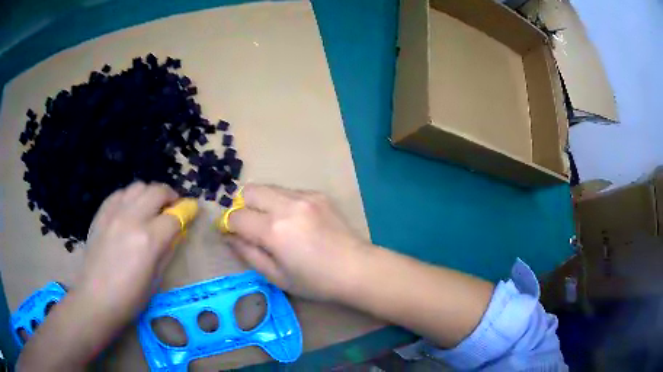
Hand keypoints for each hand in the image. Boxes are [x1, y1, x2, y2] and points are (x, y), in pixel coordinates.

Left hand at [77, 182, 183, 327]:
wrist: (96, 298)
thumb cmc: (130, 297)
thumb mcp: (156, 278)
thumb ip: (167, 249)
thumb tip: (176, 231)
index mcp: (149, 240)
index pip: (175, 216)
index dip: (187, 212)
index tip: (192, 211)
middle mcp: (132, 219)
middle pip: (157, 191)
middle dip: (170, 196)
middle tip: (173, 208)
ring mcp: (114, 213)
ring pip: (138, 187)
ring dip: (150, 194)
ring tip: (151, 207)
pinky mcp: (101, 213)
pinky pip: (120, 193)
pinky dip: (130, 197)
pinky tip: (130, 210)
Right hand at [226, 184, 370, 300]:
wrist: (356, 268)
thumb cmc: (315, 281)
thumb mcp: (276, 276)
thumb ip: (248, 253)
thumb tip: (229, 236)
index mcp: (274, 230)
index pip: (236, 216)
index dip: (228, 225)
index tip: (230, 233)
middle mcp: (286, 205)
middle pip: (249, 190)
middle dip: (241, 206)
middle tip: (249, 225)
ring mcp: (304, 196)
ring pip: (268, 187)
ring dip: (261, 202)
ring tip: (272, 223)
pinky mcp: (318, 194)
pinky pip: (288, 191)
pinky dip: (281, 202)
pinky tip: (294, 221)